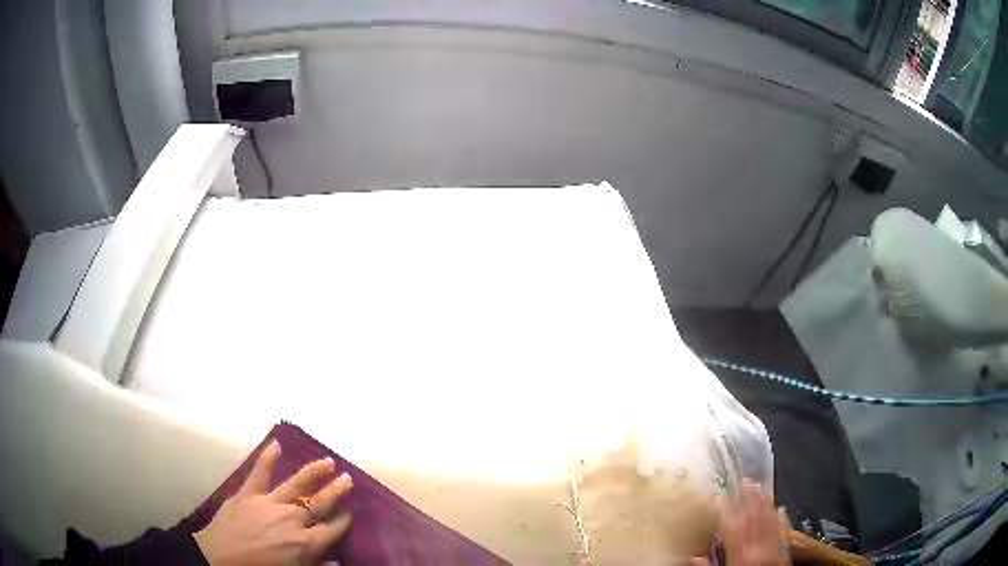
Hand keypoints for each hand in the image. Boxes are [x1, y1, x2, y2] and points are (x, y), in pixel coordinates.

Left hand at [194, 441, 353, 564]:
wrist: (220, 560)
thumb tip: (338, 562)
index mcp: (305, 543)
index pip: (332, 529)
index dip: (343, 520)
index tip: (351, 512)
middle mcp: (292, 520)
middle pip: (319, 503)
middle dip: (336, 491)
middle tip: (349, 478)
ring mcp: (269, 503)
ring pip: (297, 484)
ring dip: (313, 472)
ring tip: (328, 461)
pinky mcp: (248, 493)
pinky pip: (259, 472)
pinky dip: (267, 457)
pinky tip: (276, 444)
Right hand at [693, 480, 787, 565]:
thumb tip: (692, 557)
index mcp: (739, 556)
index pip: (731, 527)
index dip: (723, 509)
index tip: (716, 496)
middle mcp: (759, 548)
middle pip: (753, 518)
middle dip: (747, 498)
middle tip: (743, 480)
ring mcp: (774, 549)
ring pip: (770, 520)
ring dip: (765, 502)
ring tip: (760, 485)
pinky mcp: (784, 553)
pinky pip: (783, 531)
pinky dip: (780, 518)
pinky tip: (779, 508)